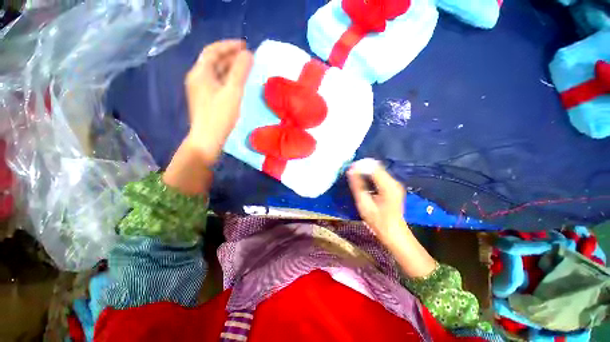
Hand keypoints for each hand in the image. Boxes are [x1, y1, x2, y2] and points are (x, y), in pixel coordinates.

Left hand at [184, 39, 253, 164]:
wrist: (207, 140)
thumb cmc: (220, 116)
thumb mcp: (232, 92)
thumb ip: (240, 71)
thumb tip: (248, 54)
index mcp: (200, 73)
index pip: (213, 51)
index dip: (228, 45)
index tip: (245, 45)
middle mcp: (197, 78)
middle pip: (214, 61)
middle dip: (231, 57)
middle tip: (248, 58)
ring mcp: (200, 90)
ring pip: (216, 73)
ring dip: (230, 69)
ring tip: (246, 69)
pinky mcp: (205, 100)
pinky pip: (217, 84)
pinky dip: (228, 80)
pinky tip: (238, 84)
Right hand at [348, 159, 436, 277]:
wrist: (394, 232)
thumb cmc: (378, 221)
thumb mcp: (364, 204)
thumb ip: (357, 186)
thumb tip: (350, 171)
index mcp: (388, 186)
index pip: (373, 167)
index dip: (360, 166)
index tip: (349, 169)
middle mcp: (393, 181)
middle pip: (376, 167)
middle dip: (362, 167)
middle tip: (351, 173)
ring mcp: (395, 183)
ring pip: (378, 170)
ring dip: (365, 171)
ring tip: (355, 176)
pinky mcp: (393, 186)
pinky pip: (379, 175)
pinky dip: (370, 175)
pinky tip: (363, 181)